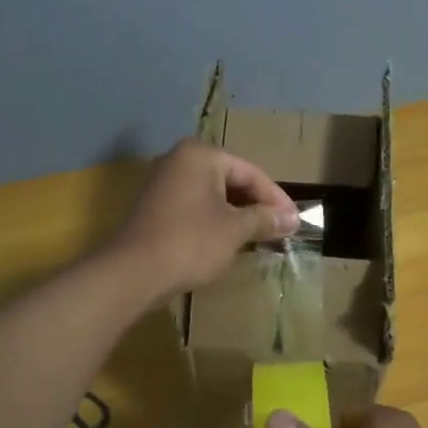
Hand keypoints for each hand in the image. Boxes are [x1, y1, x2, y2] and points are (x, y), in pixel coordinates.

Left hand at [111, 139, 298, 297]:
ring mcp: (162, 182)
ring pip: (211, 193)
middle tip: (280, 228)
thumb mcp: (234, 230)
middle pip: (230, 179)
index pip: (250, 172)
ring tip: (259, 236)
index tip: (295, 221)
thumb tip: (292, 218)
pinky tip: (227, 240)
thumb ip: (264, 219)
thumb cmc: (190, 242)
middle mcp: (178, 159)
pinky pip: (194, 205)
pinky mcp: (153, 206)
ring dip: (236, 213)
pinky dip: (214, 219)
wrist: (132, 272)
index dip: (276, 198)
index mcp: (200, 155)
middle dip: (255, 205)